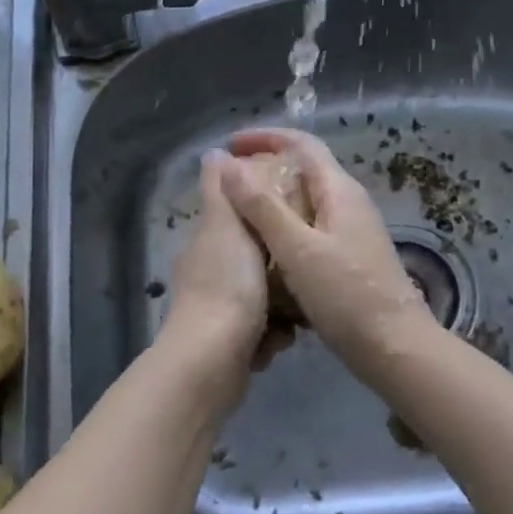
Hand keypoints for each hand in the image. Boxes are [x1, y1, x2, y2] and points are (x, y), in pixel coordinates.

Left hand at [163, 150, 293, 388]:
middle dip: (281, 272)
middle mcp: (208, 277)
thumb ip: (222, 192)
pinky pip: (261, 333)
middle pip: (256, 263)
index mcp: (208, 245)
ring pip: (263, 301)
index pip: (240, 220)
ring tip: (293, 315)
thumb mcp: (227, 227)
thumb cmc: (228, 286)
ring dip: (280, 310)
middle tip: (304, 272)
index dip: (266, 217)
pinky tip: (278, 341)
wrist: (212, 361)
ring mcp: (216, 314)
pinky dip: (270, 337)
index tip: (295, 219)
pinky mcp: (227, 347)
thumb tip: (213, 152)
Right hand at [219, 129, 438, 375]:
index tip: (230, 144)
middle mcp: (348, 202)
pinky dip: (285, 229)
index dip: (265, 137)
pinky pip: (311, 229)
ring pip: (306, 202)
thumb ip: (262, 206)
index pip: (302, 143)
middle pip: (304, 169)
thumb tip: (226, 163)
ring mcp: (352, 231)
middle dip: (266, 169)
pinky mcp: (350, 257)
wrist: (394, 347)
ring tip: (239, 215)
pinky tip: (265, 250)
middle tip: (228, 183)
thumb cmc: (345, 295)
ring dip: (273, 201)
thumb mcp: (297, 249)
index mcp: (339, 190)